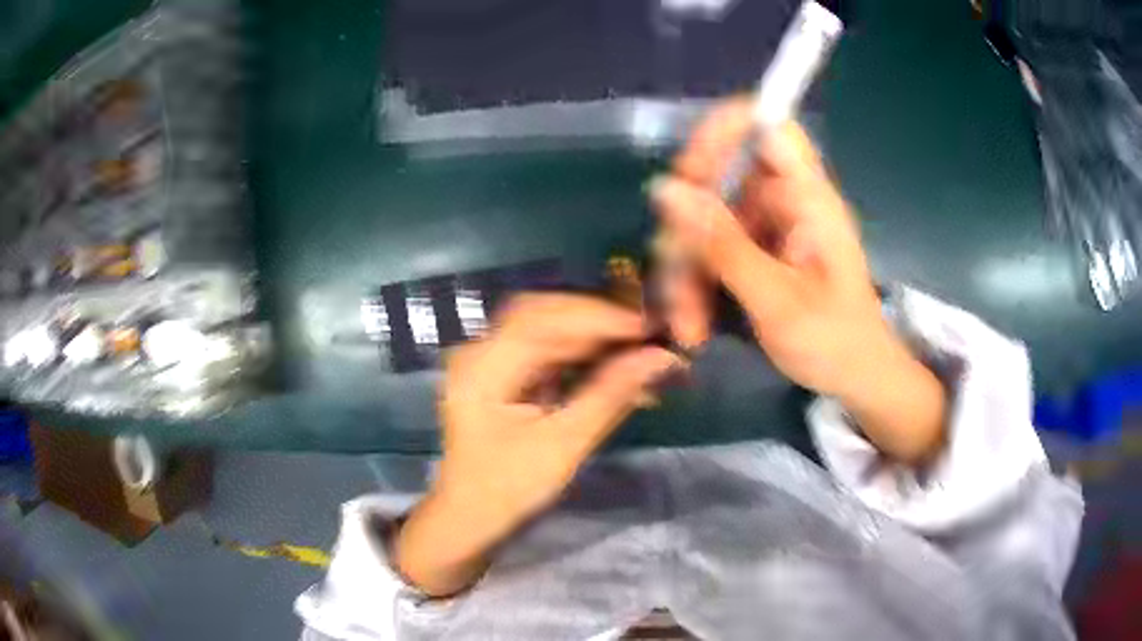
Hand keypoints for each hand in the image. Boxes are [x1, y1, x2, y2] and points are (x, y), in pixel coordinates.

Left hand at [394, 294, 679, 596]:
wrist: (470, 513)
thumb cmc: (509, 488)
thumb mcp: (564, 445)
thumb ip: (611, 395)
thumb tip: (661, 357)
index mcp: (481, 369)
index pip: (540, 321)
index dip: (596, 317)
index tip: (645, 326)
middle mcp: (478, 351)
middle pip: (540, 313)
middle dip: (595, 319)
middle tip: (644, 333)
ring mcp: (486, 358)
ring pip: (544, 325)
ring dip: (590, 333)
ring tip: (635, 347)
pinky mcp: (499, 370)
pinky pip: (542, 346)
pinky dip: (578, 351)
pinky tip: (609, 362)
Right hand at [650, 99, 945, 462]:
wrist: (856, 378)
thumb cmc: (834, 342)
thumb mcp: (776, 301)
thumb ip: (723, 245)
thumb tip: (665, 189)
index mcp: (808, 196)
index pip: (768, 123)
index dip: (723, 131)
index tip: (690, 174)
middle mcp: (785, 199)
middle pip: (719, 179)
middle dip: (688, 232)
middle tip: (676, 285)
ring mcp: (768, 225)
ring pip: (705, 221)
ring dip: (687, 272)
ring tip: (688, 327)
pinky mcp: (757, 250)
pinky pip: (711, 249)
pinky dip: (697, 284)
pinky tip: (695, 326)